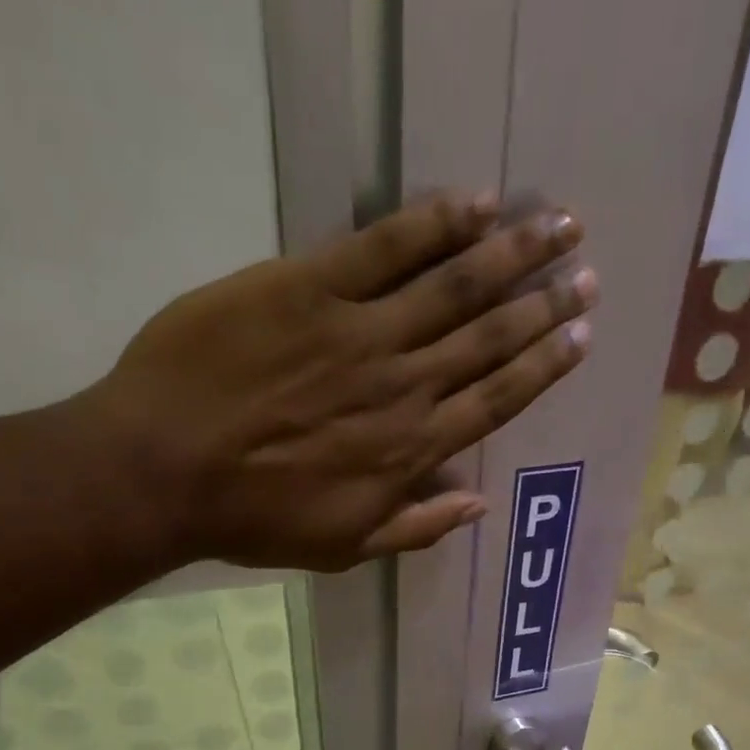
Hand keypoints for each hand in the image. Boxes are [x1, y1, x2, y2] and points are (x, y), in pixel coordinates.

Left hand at [82, 191, 594, 571]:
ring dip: (511, 253)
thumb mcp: (344, 547)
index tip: (579, 336)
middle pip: (488, 337)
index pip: (495, 400)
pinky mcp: (309, 286)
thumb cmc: (254, 519)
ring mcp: (359, 332)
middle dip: (543, 304)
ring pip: (453, 286)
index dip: (542, 366)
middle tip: (584, 272)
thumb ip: (415, 528)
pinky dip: (433, 223)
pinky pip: (383, 247)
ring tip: (557, 225)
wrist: (165, 470)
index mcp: (410, 451)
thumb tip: (477, 507)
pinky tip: (474, 202)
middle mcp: (402, 386)